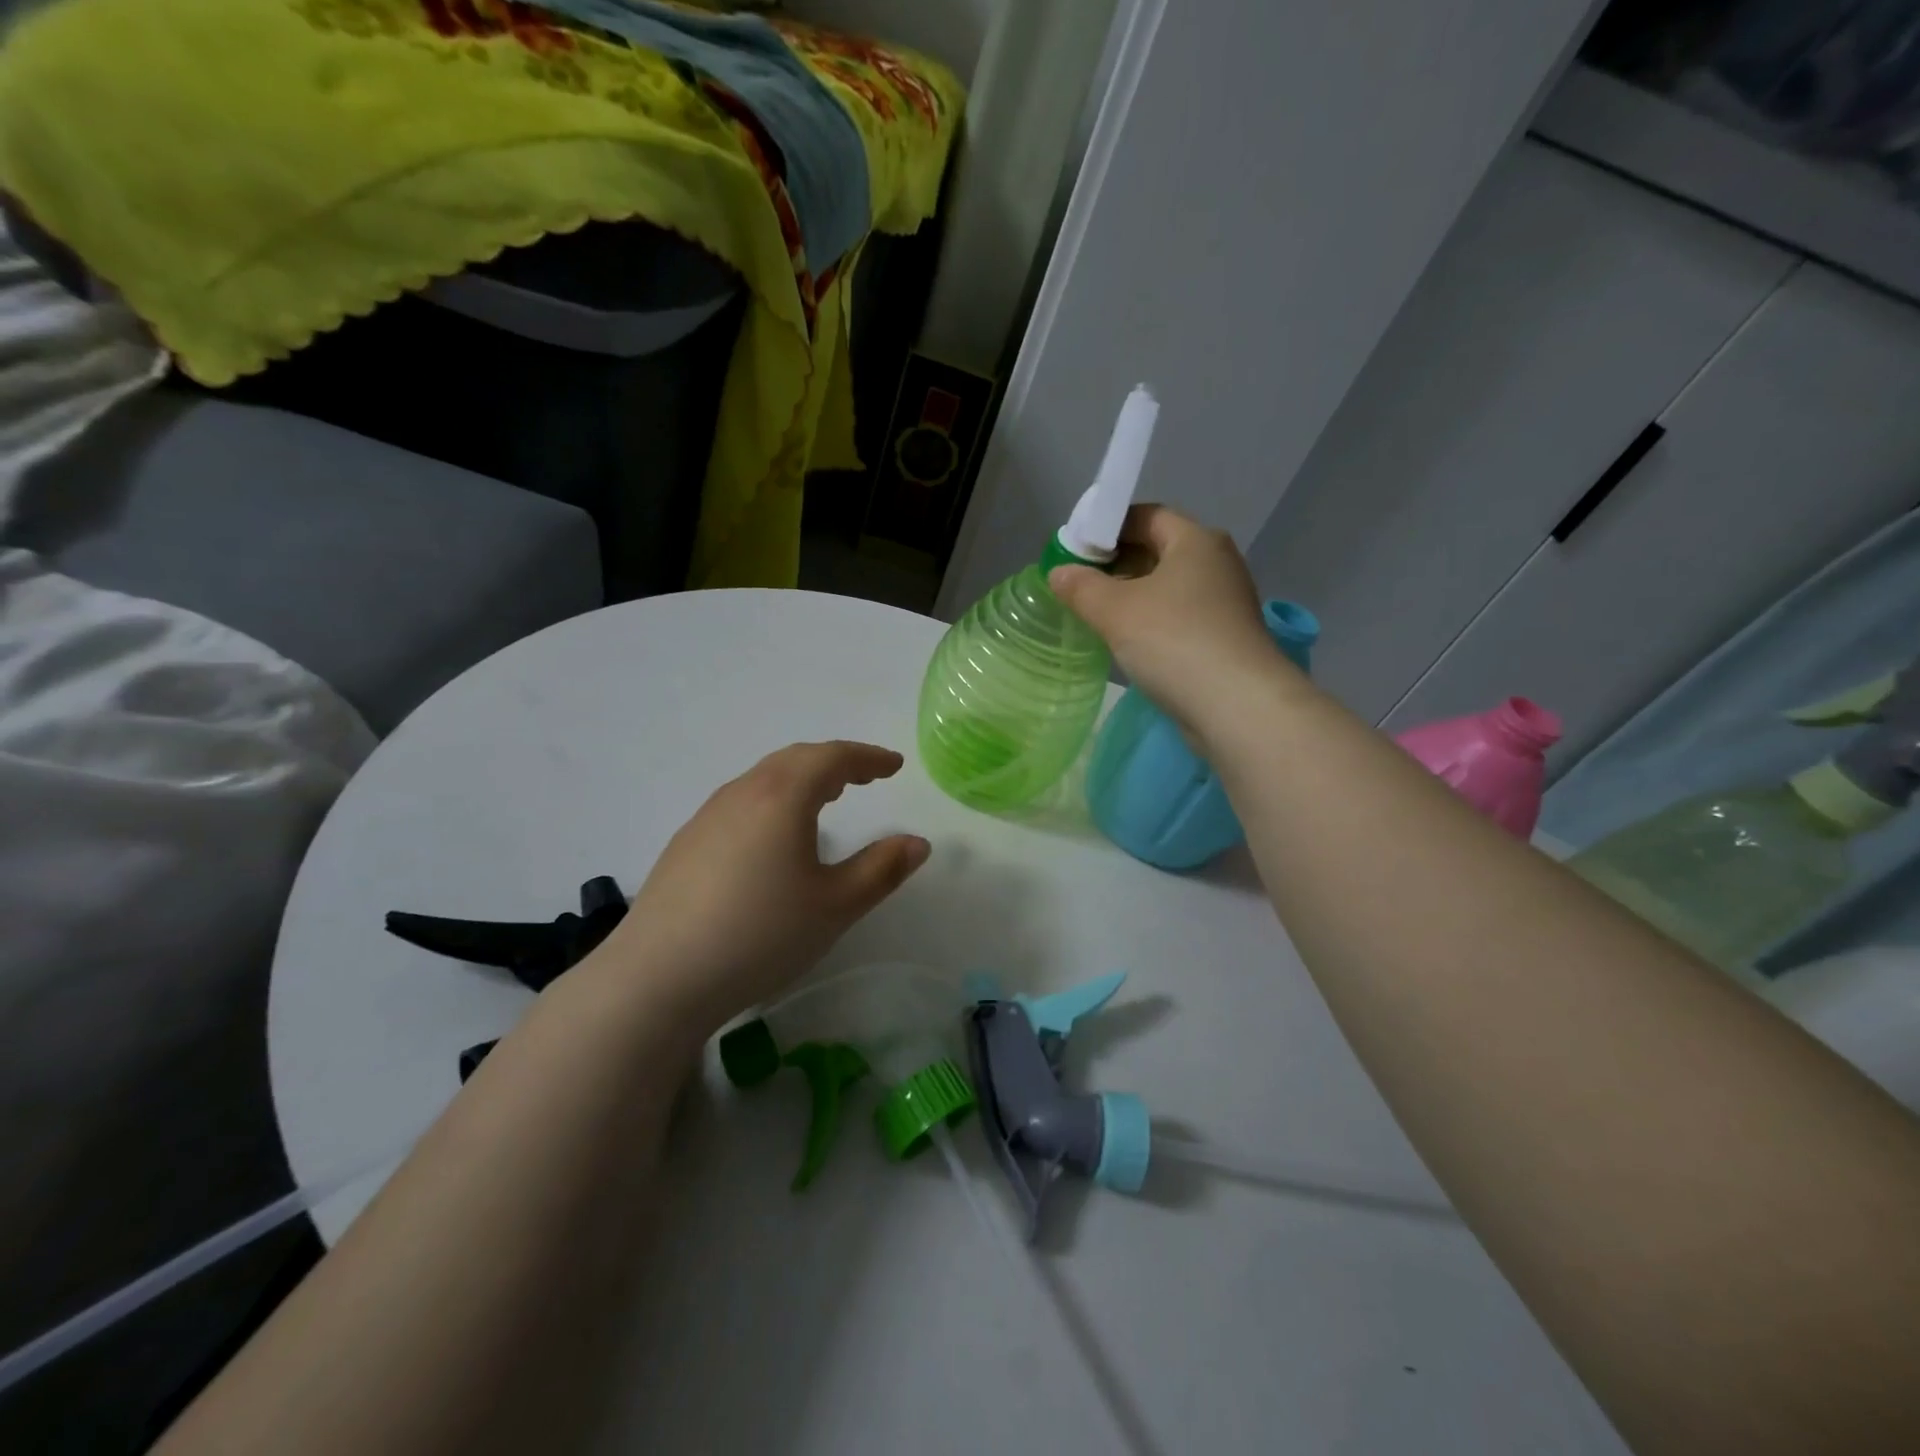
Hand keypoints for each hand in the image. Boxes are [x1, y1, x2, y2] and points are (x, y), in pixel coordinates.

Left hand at [596, 741, 929, 1030]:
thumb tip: (917, 842)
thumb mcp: (835, 906)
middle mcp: (743, 793)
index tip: (892, 765)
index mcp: (783, 797)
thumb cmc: (760, 935)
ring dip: (801, 780)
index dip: (867, 758)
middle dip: (835, 763)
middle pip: (795, 760)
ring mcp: (707, 817)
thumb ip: (881, 869)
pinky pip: (741, 803)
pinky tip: (773, 839)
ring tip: (824, 800)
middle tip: (863, 777)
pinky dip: (772, 801)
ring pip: (763, 779)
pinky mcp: (686, 844)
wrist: (658, 977)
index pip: (832, 758)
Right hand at [1049, 505, 1292, 738]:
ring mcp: (1225, 602)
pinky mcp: (1224, 637)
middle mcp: (1216, 563)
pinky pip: (1179, 617)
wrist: (1236, 705)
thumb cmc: (1174, 641)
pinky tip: (1127, 642)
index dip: (1108, 527)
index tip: (1076, 550)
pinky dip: (1151, 621)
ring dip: (1132, 595)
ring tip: (1095, 614)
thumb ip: (1082, 587)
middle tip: (1079, 583)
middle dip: (1117, 563)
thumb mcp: (1115, 610)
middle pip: (1158, 550)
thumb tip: (1059, 572)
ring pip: (1168, 587)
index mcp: (1196, 541)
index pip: (1146, 516)